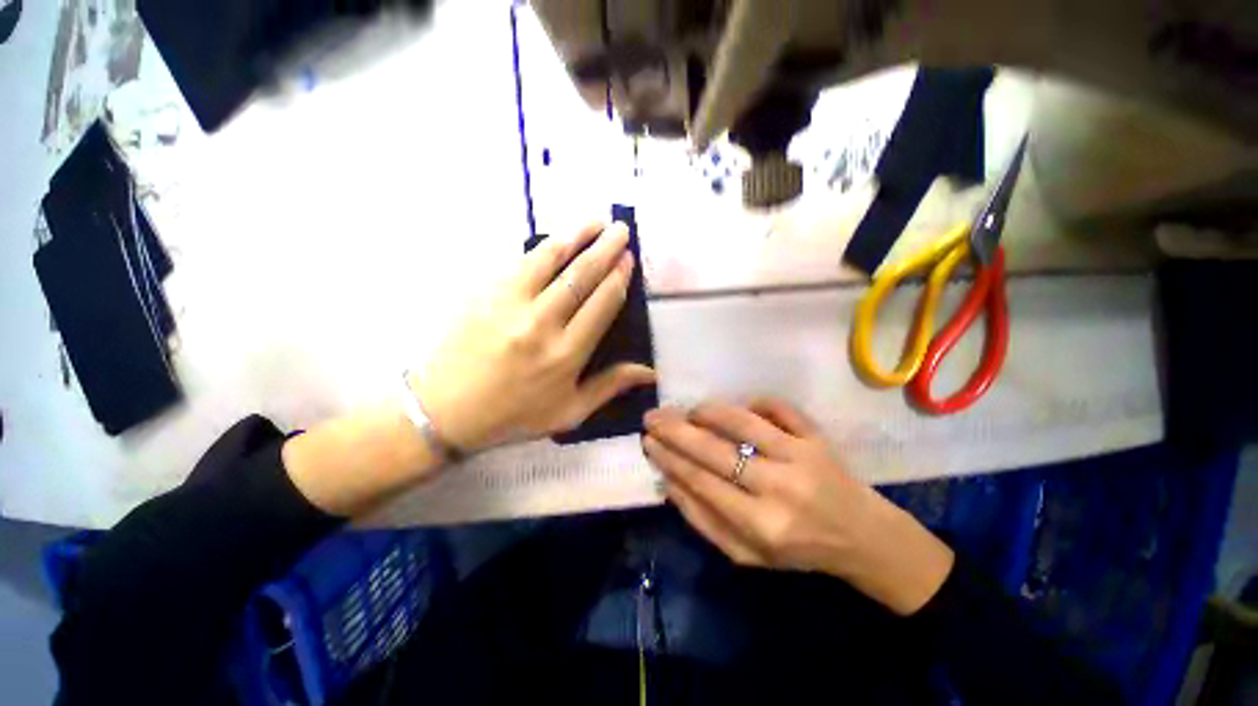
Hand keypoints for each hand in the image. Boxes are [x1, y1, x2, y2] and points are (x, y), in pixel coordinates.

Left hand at [414, 222, 656, 452]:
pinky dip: (541, 247)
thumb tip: (650, 371)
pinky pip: (518, 263)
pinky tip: (555, 239)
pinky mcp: (484, 294)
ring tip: (594, 222)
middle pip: (581, 276)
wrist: (447, 411)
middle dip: (605, 248)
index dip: (618, 277)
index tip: (628, 259)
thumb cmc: (515, 415)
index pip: (602, 303)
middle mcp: (542, 323)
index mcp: (566, 353)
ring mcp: (509, 304)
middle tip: (620, 229)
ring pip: (549, 259)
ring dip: (575, 236)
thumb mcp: (570, 412)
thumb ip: (610, 386)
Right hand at [643, 399, 954, 614]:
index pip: (702, 482)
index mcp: (762, 526)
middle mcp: (781, 488)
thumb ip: (705, 521)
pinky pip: (781, 408)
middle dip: (676, 431)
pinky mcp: (818, 438)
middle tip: (653, 417)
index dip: (670, 459)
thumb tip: (669, 482)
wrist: (863, 538)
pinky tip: (741, 405)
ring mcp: (802, 457)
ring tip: (690, 410)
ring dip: (709, 411)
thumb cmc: (798, 550)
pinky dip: (757, 401)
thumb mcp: (747, 555)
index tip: (648, 441)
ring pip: (744, 422)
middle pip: (715, 450)